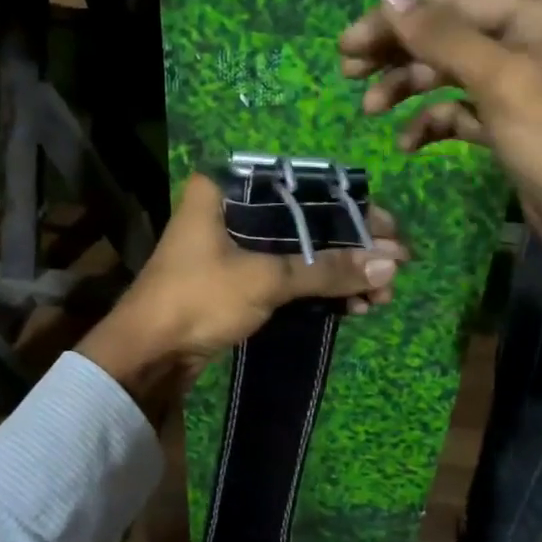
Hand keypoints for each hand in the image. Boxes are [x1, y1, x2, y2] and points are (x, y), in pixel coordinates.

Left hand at [78, 174, 406, 410]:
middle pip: (305, 221)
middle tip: (393, 266)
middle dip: (351, 247)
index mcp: (226, 189)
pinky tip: (355, 306)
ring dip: (340, 273)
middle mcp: (231, 210)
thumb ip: (327, 270)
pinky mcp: (238, 280)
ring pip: (299, 252)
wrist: (148, 355)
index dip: (350, 206)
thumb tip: (391, 264)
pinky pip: (288, 277)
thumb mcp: (266, 279)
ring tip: (382, 294)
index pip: (301, 186)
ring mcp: (234, 247)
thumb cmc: (198, 299)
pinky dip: (319, 290)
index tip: (388, 227)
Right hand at [339, 0, 541, 356]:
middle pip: (450, 34)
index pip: (455, 2)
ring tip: (369, 110)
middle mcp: (535, 43)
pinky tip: (408, 143)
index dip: (398, 19)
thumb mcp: (502, 83)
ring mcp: (524, 87)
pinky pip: (462, 112)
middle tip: (348, 70)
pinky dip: (433, 123)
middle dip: (398, 52)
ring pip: (451, 74)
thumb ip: (444, 36)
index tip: (348, 44)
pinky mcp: (513, 126)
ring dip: (408, 88)